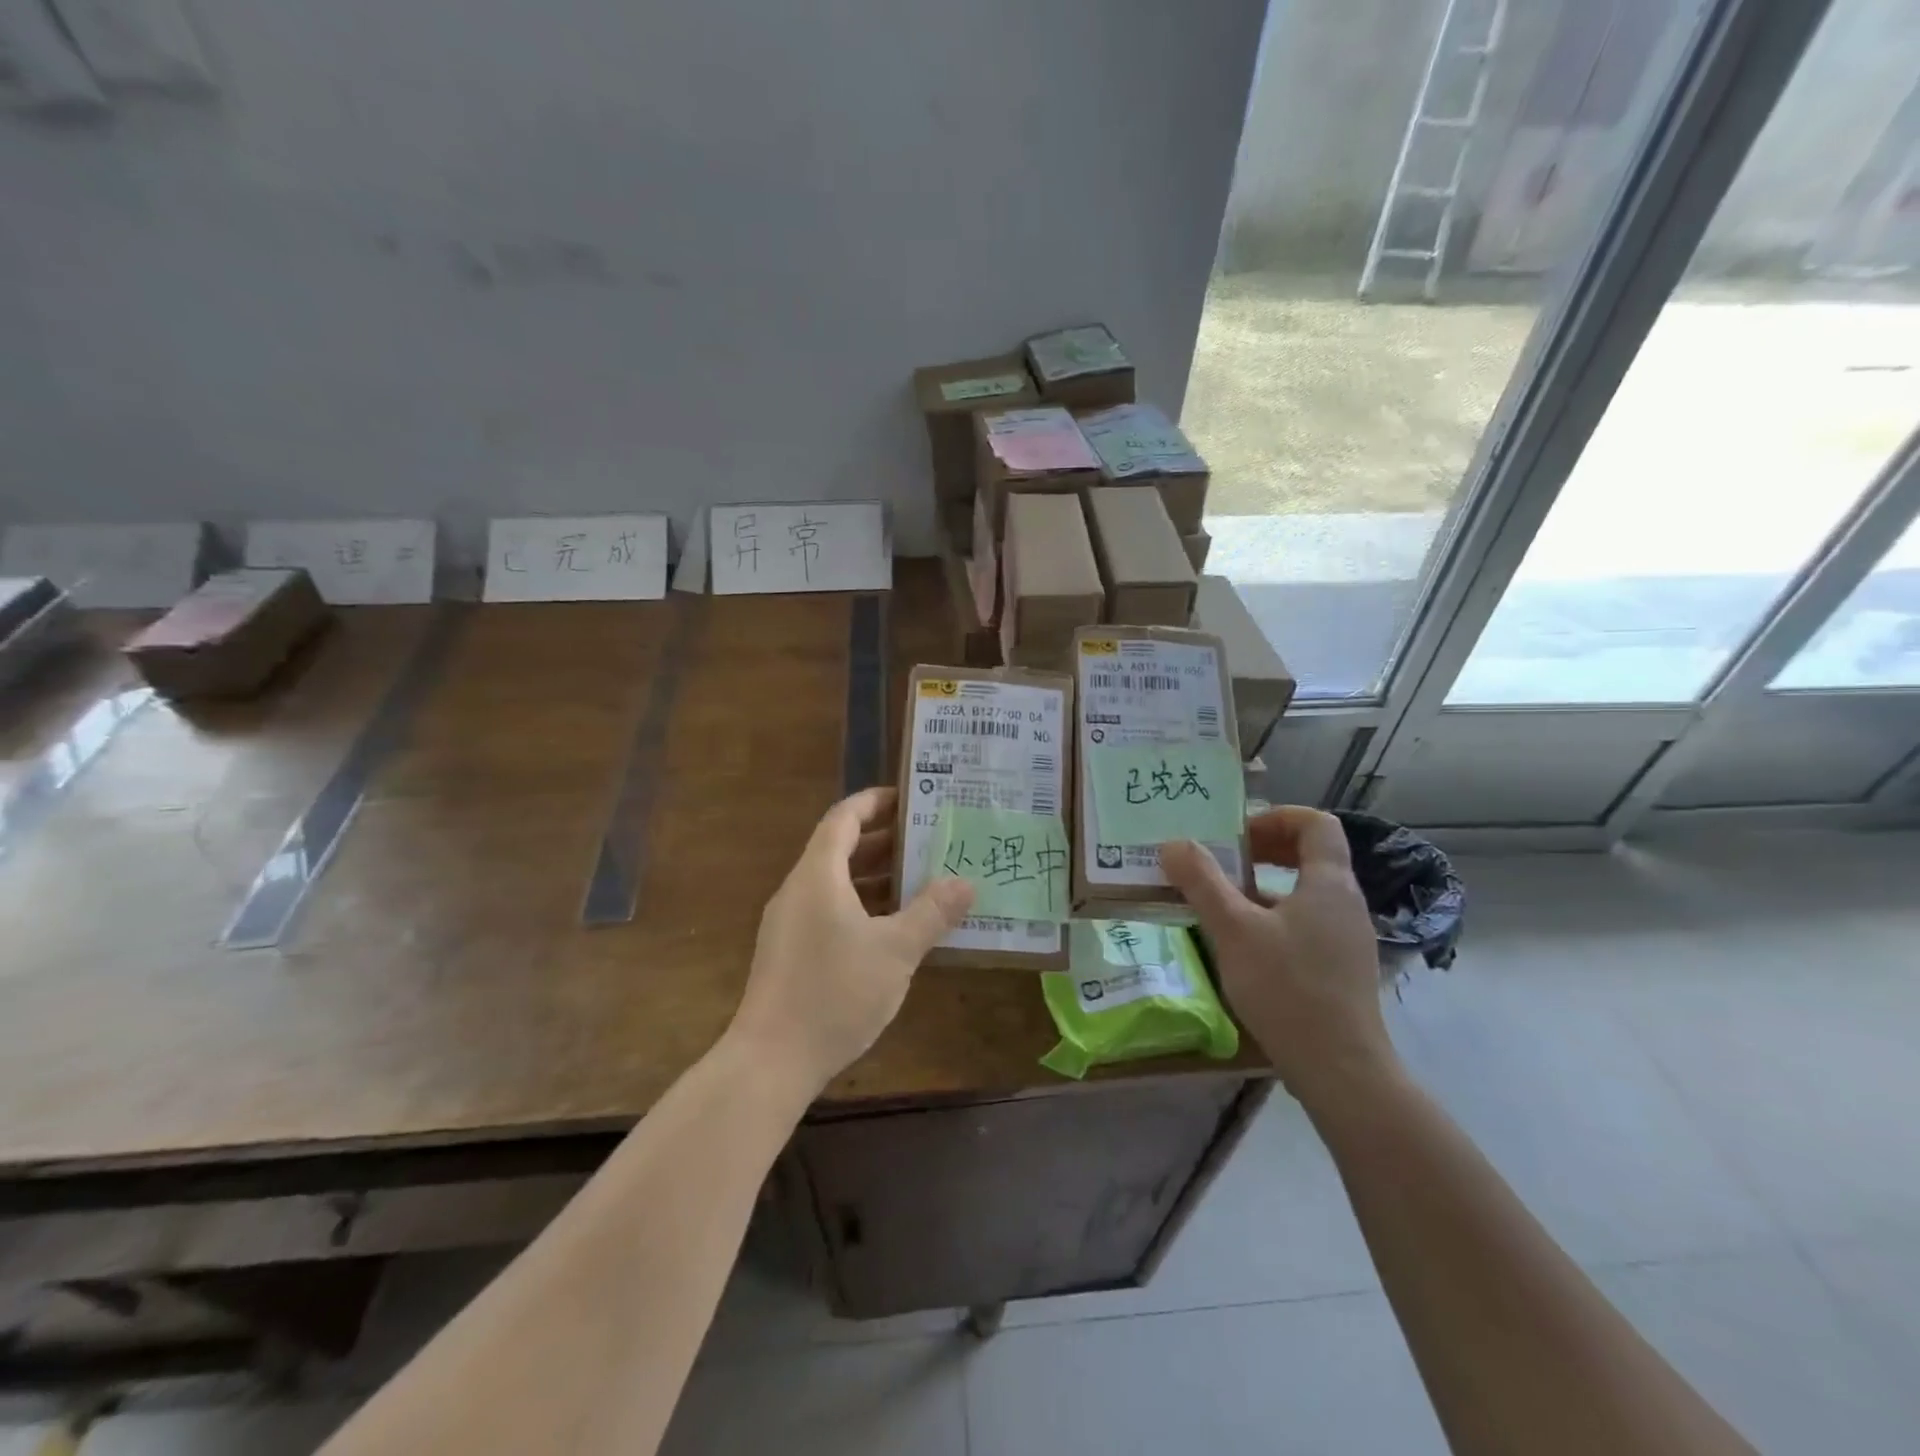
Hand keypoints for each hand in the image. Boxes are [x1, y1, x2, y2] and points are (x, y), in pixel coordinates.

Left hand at [728, 787, 973, 1096]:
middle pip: (840, 849)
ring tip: (922, 878)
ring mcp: (791, 923)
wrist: (770, 1062)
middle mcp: (799, 891)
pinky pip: (831, 911)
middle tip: (929, 838)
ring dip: (876, 877)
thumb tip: (965, 882)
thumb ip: (931, 913)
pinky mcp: (791, 952)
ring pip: (837, 884)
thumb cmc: (834, 994)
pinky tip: (895, 928)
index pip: (844, 819)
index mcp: (818, 876)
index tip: (909, 797)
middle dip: (884, 841)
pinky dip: (863, 906)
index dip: (874, 802)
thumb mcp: (895, 952)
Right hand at [1159, 807, 1395, 1107]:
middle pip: (1312, 854)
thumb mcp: (1233, 930)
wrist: (1341, 1071)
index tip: (1236, 835)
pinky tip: (1242, 944)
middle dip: (1265, 849)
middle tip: (1223, 861)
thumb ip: (1202, 882)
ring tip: (1222, 901)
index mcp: (1329, 884)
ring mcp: (1347, 939)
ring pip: (1305, 892)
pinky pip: (1306, 923)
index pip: (1316, 823)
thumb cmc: (1287, 989)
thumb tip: (1173, 843)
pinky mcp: (1340, 969)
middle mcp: (1345, 904)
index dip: (1276, 817)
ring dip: (1264, 886)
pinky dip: (1274, 917)